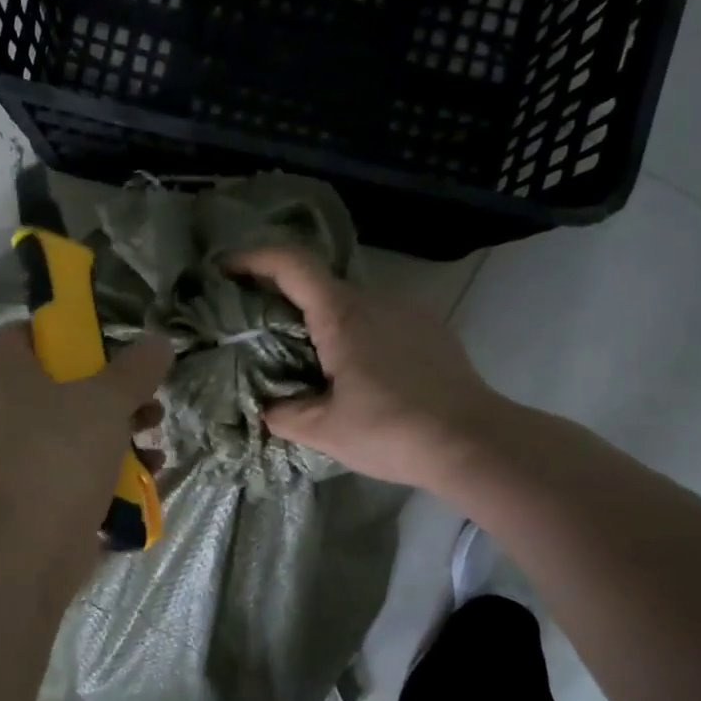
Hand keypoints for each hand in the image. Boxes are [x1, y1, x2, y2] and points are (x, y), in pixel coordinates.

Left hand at [0, 325, 172, 557]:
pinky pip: (66, 469)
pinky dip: (101, 469)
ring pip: (67, 430)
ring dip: (116, 433)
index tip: (107, 348)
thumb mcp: (108, 400)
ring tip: (153, 441)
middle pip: (56, 385)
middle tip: (145, 402)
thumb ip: (136, 369)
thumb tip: (159, 343)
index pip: (23, 333)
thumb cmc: (60, 453)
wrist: (26, 547)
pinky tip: (143, 476)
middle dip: (110, 393)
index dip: (66, 334)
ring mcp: (6, 457)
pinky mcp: (24, 496)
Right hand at [227, 248, 502, 492]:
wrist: (475, 442)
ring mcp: (408, 313)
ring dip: (320, 319)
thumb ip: (284, 414)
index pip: (292, 263)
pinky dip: (353, 333)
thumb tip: (266, 407)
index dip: (254, 257)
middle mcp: (375, 301)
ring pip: (351, 303)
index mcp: (342, 315)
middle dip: (282, 297)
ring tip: (305, 359)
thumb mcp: (325, 431)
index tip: (225, 269)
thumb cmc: (392, 431)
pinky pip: (379, 320)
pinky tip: (354, 372)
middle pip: (318, 283)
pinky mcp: (431, 332)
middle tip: (256, 328)